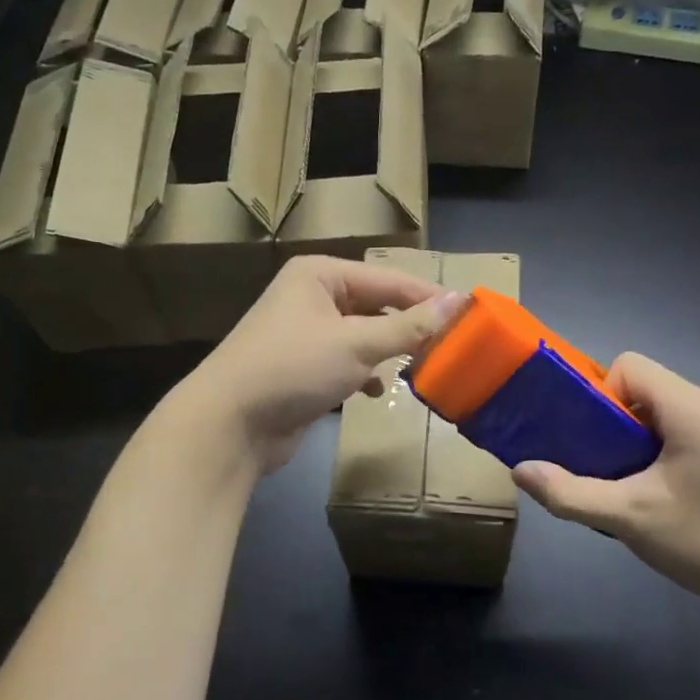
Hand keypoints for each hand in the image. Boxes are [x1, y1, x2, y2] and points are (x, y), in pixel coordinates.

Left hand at [183, 256, 464, 474]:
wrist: (229, 424)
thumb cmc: (293, 368)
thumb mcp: (357, 343)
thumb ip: (409, 326)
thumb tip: (458, 302)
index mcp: (321, 275)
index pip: (389, 280)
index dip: (430, 298)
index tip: (470, 315)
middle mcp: (312, 296)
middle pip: (377, 305)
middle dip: (409, 327)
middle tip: (450, 345)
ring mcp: (305, 333)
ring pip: (363, 335)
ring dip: (389, 351)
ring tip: (421, 367)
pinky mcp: (303, 367)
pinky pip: (346, 360)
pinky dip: (364, 372)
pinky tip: (375, 390)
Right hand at [511, 354, 699, 617]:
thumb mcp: (627, 518)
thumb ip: (568, 493)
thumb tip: (519, 471)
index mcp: (692, 405)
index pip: (628, 366)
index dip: (602, 397)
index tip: (599, 445)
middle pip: (646, 388)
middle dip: (619, 424)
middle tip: (615, 473)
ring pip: (666, 408)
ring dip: (642, 438)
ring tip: (642, 487)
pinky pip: (690, 423)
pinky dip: (669, 445)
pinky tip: (675, 492)